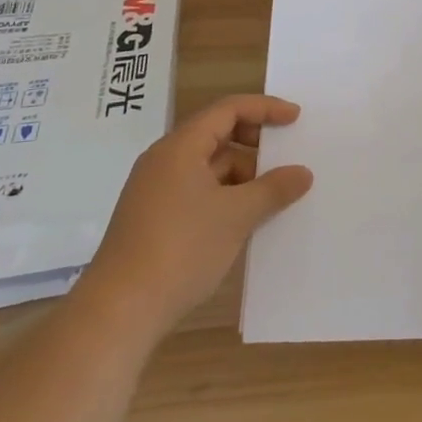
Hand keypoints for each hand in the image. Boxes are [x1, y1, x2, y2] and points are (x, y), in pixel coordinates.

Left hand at [85, 95, 313, 331]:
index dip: (264, 109)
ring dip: (242, 176)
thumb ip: (274, 189)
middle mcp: (164, 161)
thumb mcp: (237, 216)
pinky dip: (225, 198)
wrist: (119, 312)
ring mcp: (155, 192)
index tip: (295, 118)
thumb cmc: (181, 249)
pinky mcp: (153, 220)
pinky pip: (198, 193)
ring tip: (272, 198)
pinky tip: (244, 222)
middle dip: (254, 145)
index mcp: (180, 147)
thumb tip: (303, 173)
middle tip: (285, 159)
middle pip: (216, 135)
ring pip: (208, 168)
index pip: (228, 110)